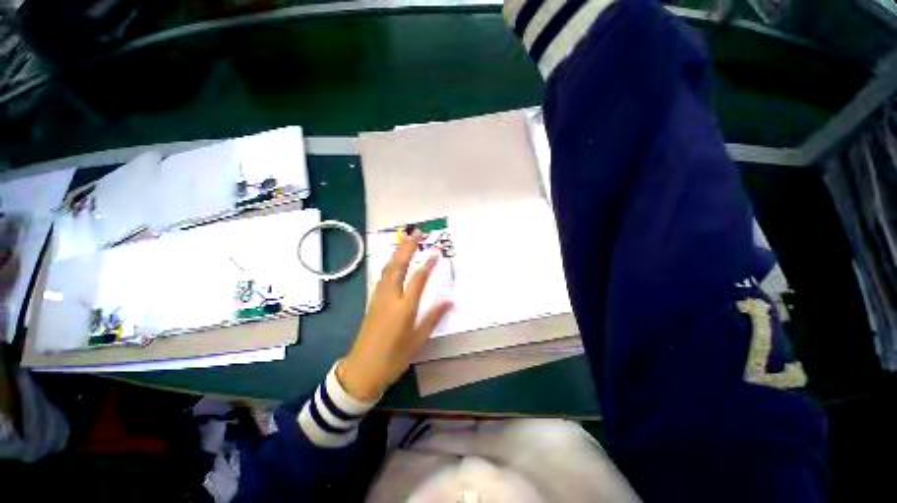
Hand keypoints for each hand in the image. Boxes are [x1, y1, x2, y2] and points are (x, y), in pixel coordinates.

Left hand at [337, 230, 452, 401]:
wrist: (362, 370)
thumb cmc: (393, 357)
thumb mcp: (418, 340)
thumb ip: (433, 318)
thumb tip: (450, 301)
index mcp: (404, 307)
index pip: (418, 278)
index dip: (428, 263)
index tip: (436, 251)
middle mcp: (390, 297)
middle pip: (399, 266)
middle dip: (408, 247)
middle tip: (416, 232)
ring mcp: (379, 297)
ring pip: (388, 268)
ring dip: (397, 251)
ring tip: (406, 239)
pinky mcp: (372, 300)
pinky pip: (382, 276)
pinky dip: (390, 263)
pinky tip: (394, 260)